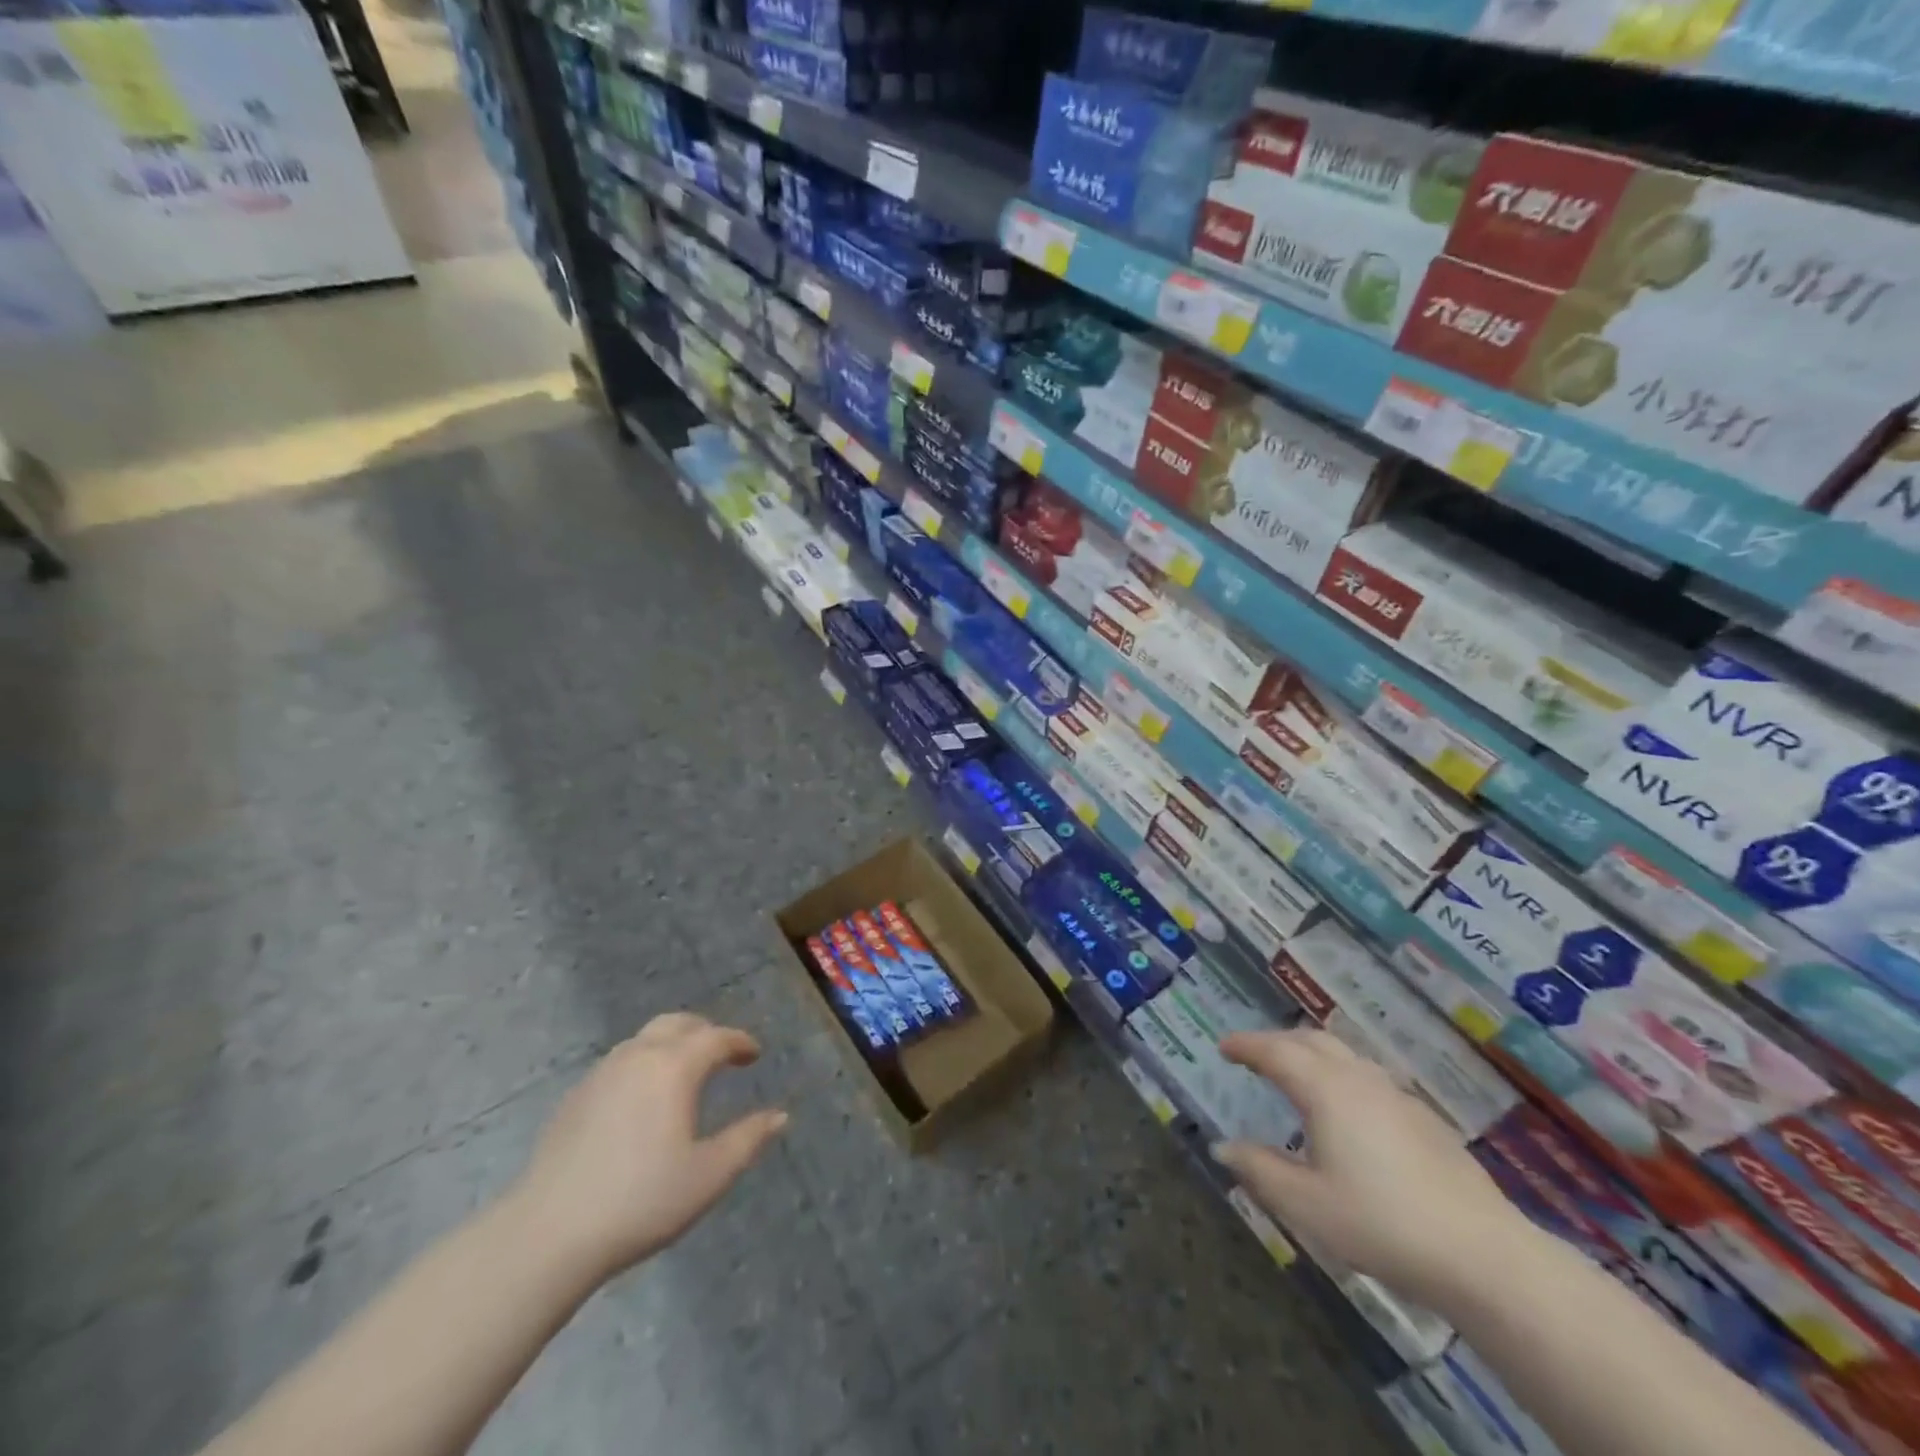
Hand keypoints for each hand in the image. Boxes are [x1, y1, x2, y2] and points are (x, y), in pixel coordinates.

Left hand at [510, 1013, 788, 1283]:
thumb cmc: (640, 1201)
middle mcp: (638, 1056)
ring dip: (671, 1045)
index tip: (754, 1054)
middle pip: (677, 1024)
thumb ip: (748, 1140)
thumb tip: (780, 1116)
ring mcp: (601, 1074)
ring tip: (684, 1074)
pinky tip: (642, 1100)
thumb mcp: (709, 1176)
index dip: (739, 1042)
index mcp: (674, 1067)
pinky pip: (619, 1062)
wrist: (548, 1234)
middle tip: (722, 1053)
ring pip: (644, 1039)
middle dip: (704, 1031)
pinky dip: (642, 1064)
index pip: (716, 1037)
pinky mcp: (575, 1097)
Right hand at [1215, 1029, 1525, 1307]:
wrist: (1484, 1256)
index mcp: (1325, 1090)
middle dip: (1277, 1041)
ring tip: (1296, 1075)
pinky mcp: (1425, 1120)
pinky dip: (1341, 1075)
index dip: (1246, 1045)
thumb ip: (1260, 1170)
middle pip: (1311, 1041)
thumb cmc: (1382, 1224)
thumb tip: (1222, 1147)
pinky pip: (1369, 1078)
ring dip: (1312, 1054)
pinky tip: (1347, 1111)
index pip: (1275, 1051)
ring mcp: (1397, 1096)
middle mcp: (1359, 1079)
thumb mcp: (1306, 1204)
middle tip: (1254, 1056)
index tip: (1224, 1046)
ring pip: (1345, 1055)